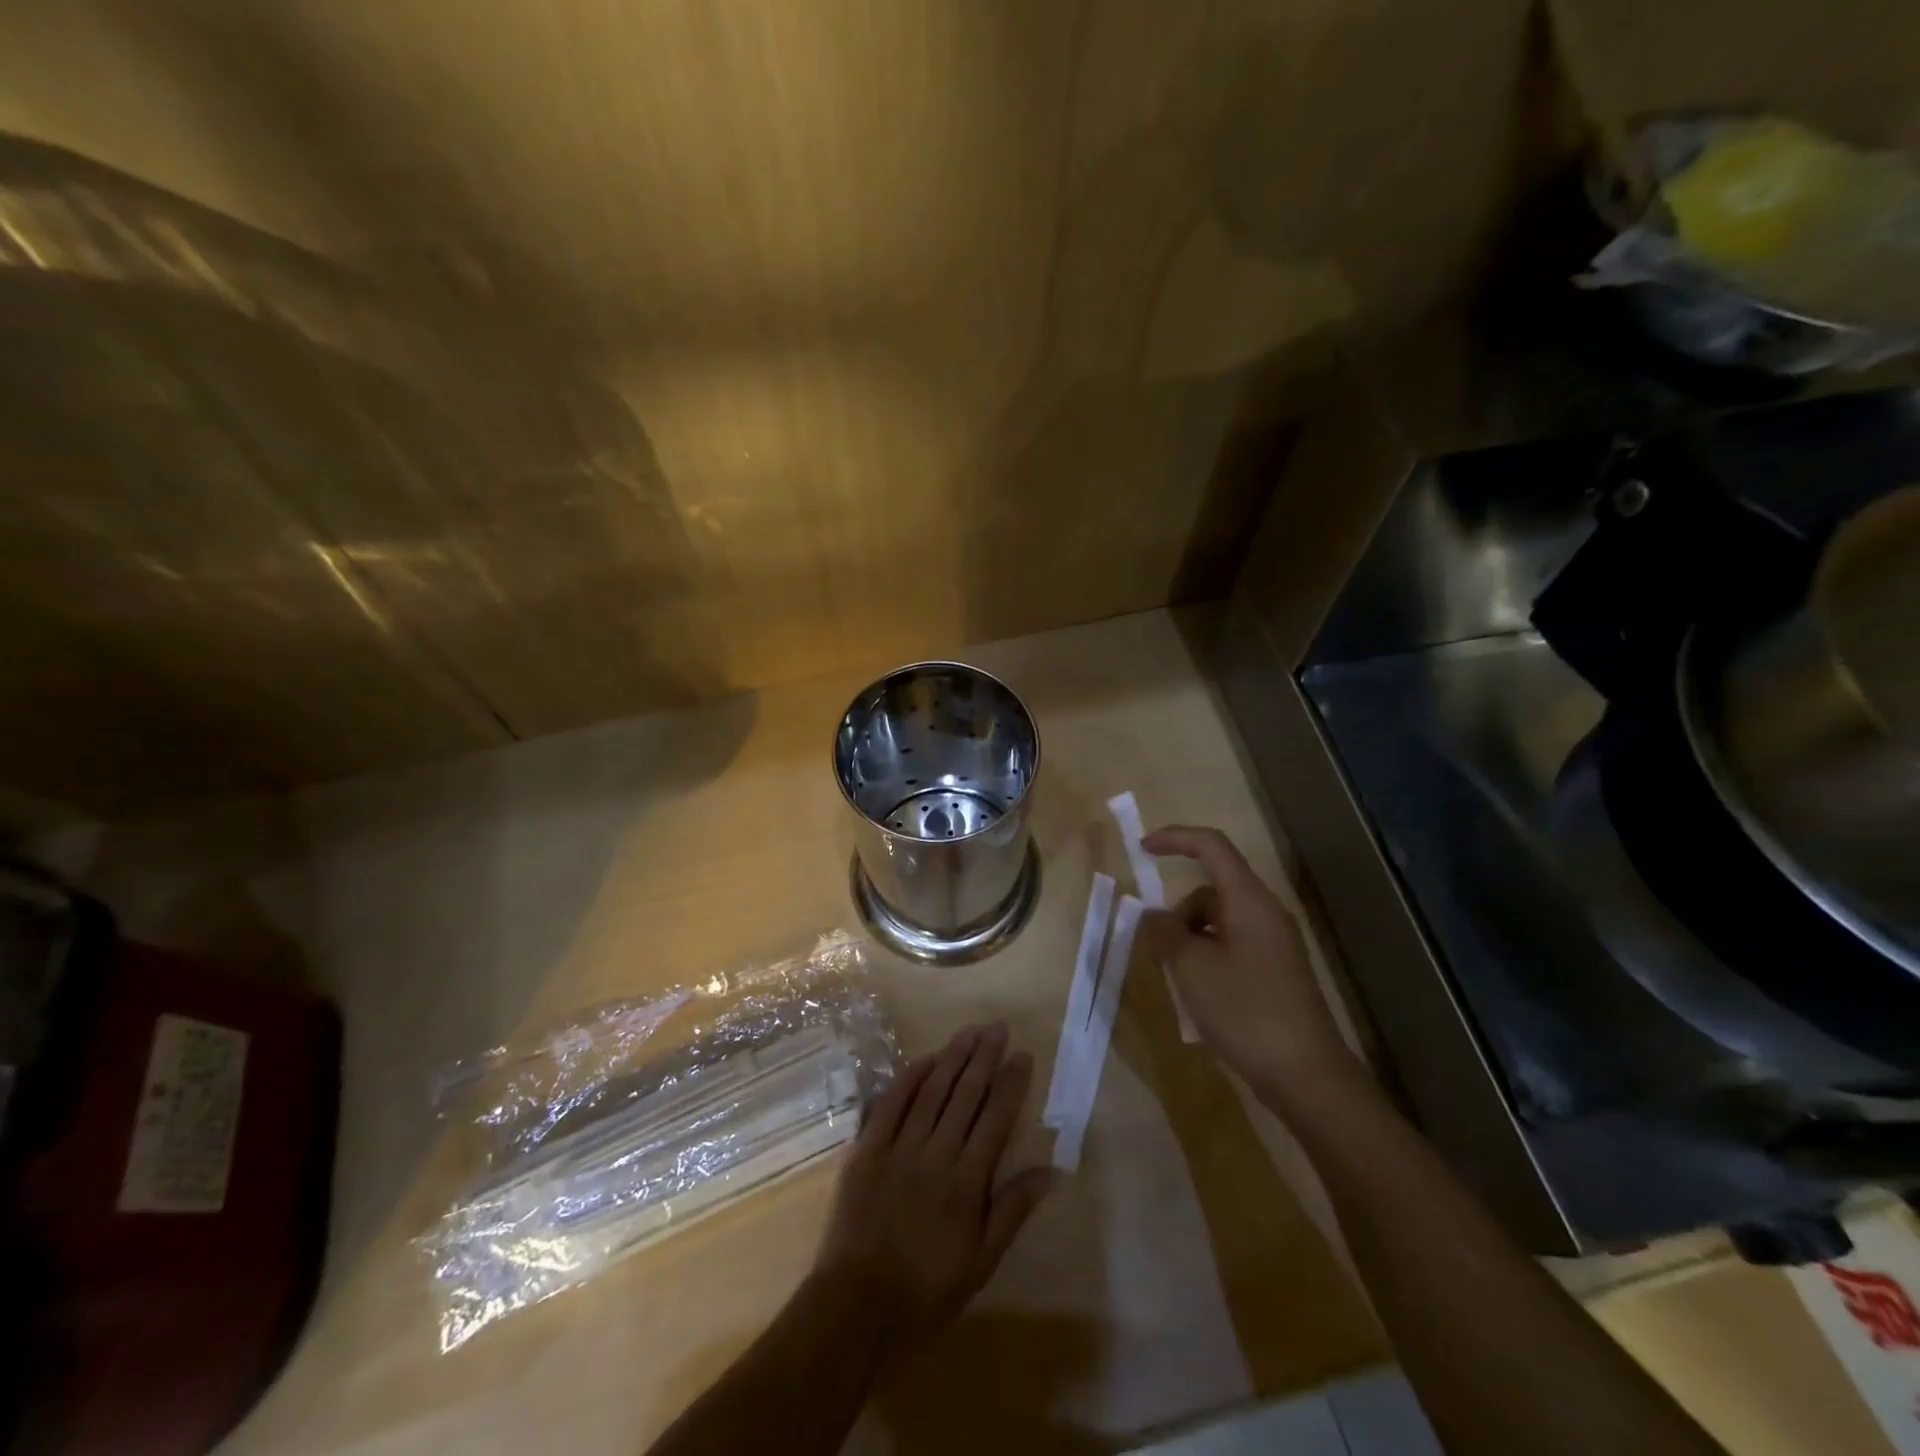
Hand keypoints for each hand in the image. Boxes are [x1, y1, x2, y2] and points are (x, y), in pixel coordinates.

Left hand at [814, 1023, 1053, 1348]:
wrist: (857, 1306)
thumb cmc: (927, 1290)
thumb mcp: (982, 1262)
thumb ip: (1013, 1209)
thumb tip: (1053, 1170)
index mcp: (967, 1183)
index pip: (995, 1119)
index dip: (1011, 1084)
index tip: (1023, 1055)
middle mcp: (936, 1155)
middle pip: (965, 1095)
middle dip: (984, 1057)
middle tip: (998, 1027)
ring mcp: (899, 1148)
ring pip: (931, 1091)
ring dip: (952, 1057)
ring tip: (970, 1032)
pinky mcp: (867, 1148)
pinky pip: (891, 1103)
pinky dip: (909, 1078)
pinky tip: (926, 1059)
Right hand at [1140, 825, 1368, 1108]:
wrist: (1307, 1076)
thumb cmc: (1245, 1011)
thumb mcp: (1191, 968)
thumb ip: (1164, 932)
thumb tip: (1152, 915)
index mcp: (1249, 900)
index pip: (1211, 846)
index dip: (1175, 838)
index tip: (1142, 849)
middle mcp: (1265, 912)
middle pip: (1211, 889)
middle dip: (1179, 911)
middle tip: (1162, 951)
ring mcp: (1274, 943)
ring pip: (1218, 920)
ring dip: (1191, 938)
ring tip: (1183, 981)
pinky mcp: (1275, 970)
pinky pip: (1231, 944)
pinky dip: (1208, 957)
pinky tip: (1202, 996)